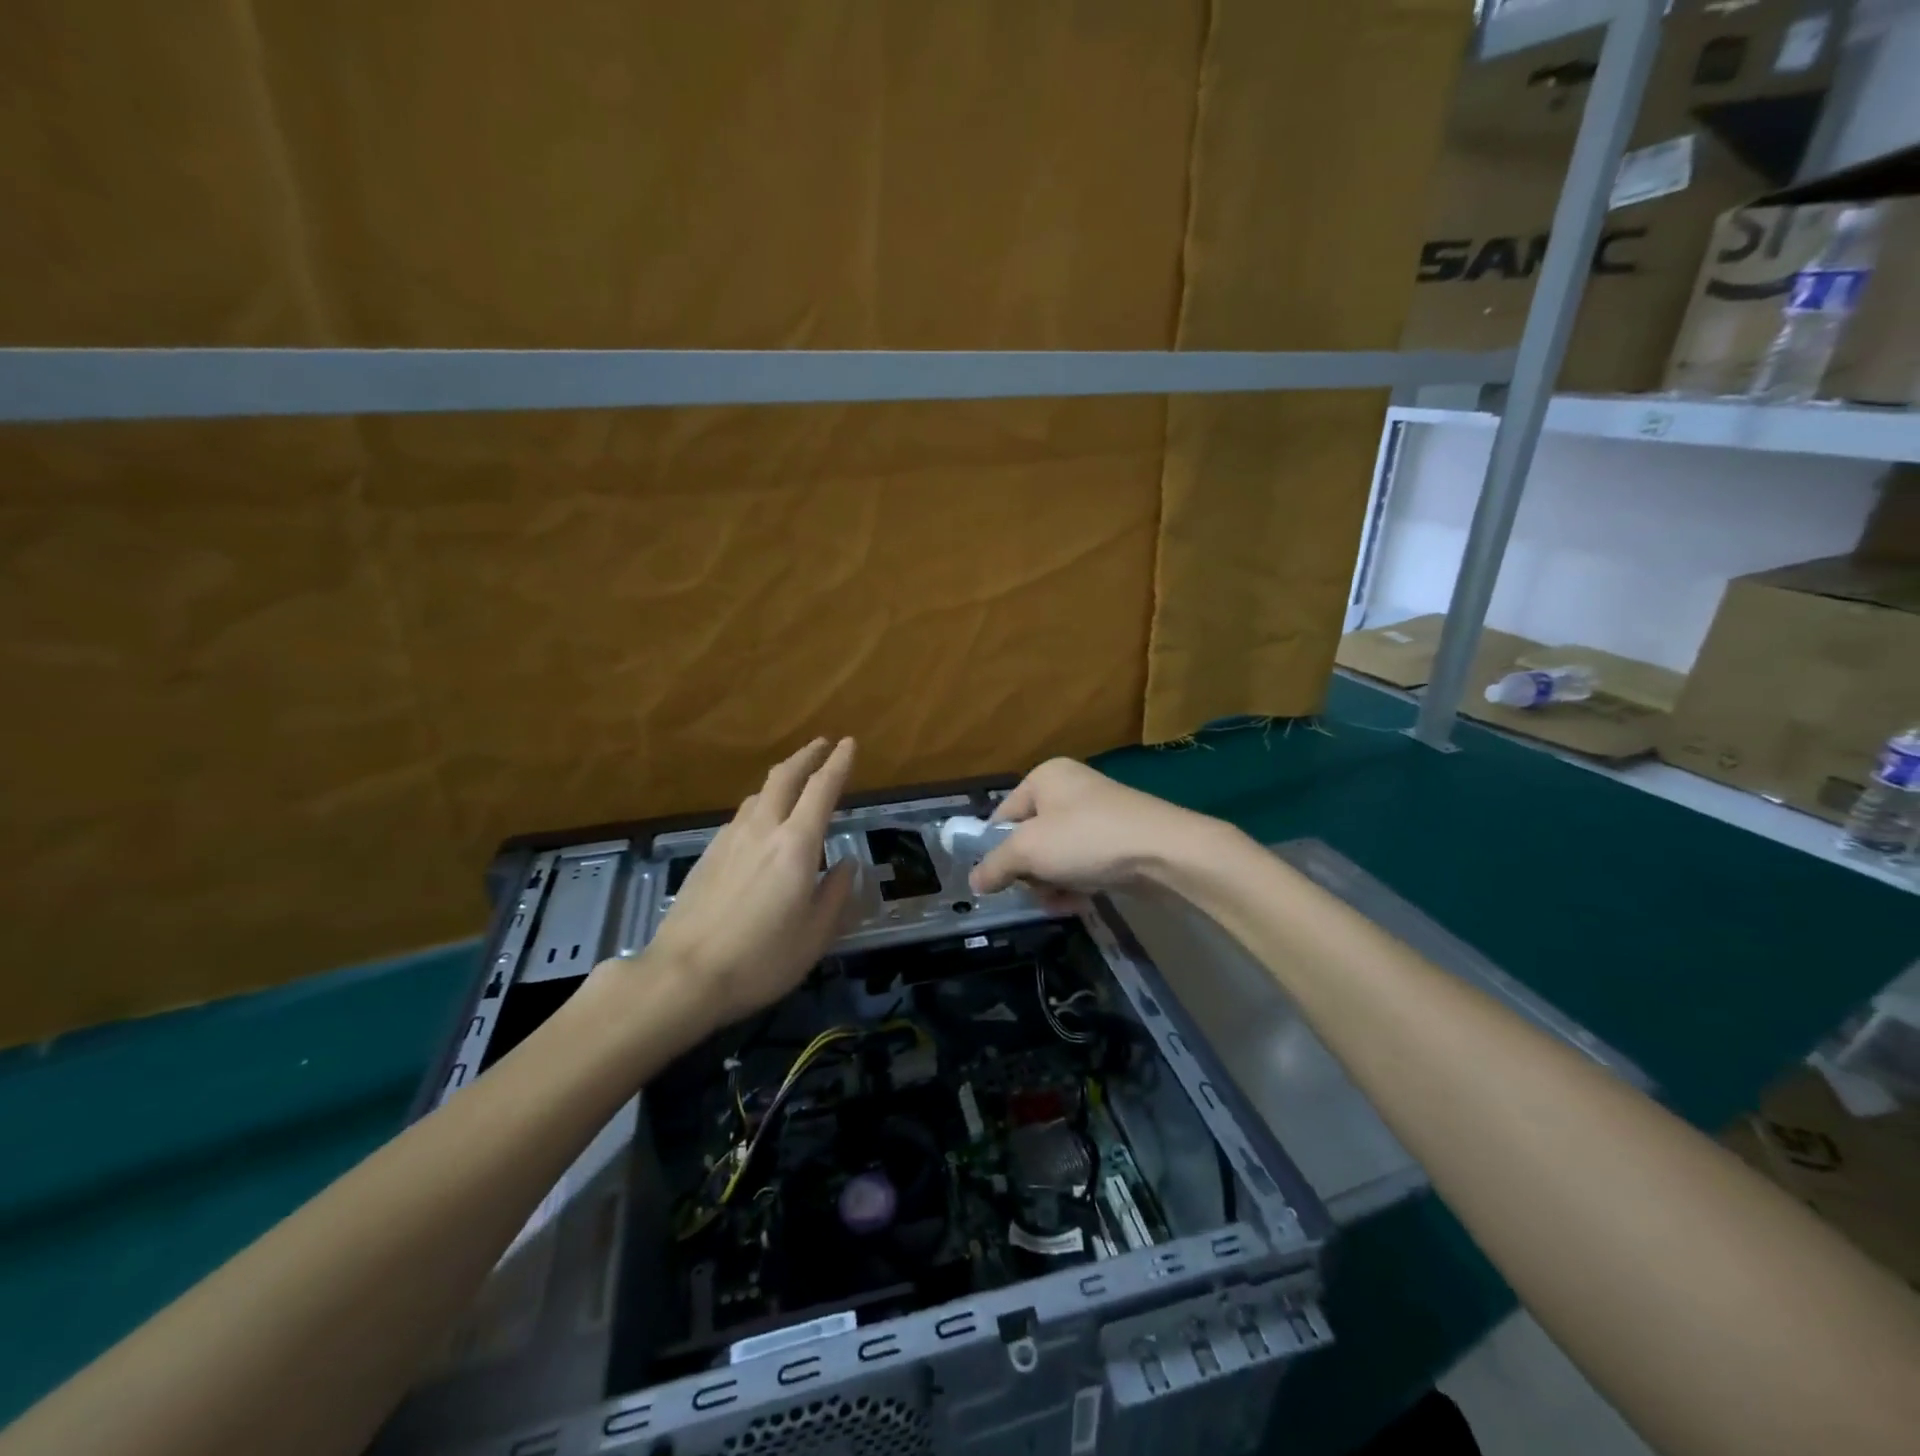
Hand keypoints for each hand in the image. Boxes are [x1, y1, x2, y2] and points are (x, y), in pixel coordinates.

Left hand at [620, 737, 857, 1035]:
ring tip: (794, 783)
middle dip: (806, 756)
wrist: (684, 975)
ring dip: (781, 779)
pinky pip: (741, 817)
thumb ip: (835, 893)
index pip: (822, 789)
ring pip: (759, 794)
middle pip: (784, 776)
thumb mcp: (815, 934)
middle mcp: (763, 830)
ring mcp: (730, 839)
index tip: (848, 743)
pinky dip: (760, 807)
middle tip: (822, 744)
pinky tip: (760, 826)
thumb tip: (845, 865)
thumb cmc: (761, 958)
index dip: (838, 763)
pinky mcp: (708, 854)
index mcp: (796, 845)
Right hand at [969, 758, 1232, 900]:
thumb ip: (995, 865)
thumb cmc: (1087, 839)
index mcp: (1045, 778)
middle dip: (1029, 871)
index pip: (1003, 815)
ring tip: (1060, 902)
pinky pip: (1083, 862)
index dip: (996, 849)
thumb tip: (974, 881)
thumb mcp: (1029, 851)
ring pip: (1056, 855)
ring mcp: (1097, 814)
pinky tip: (1080, 902)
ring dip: (1052, 883)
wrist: (1166, 852)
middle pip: (1029, 837)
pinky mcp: (1118, 839)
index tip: (995, 882)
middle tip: (1035, 891)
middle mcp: (1070, 789)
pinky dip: (1077, 883)